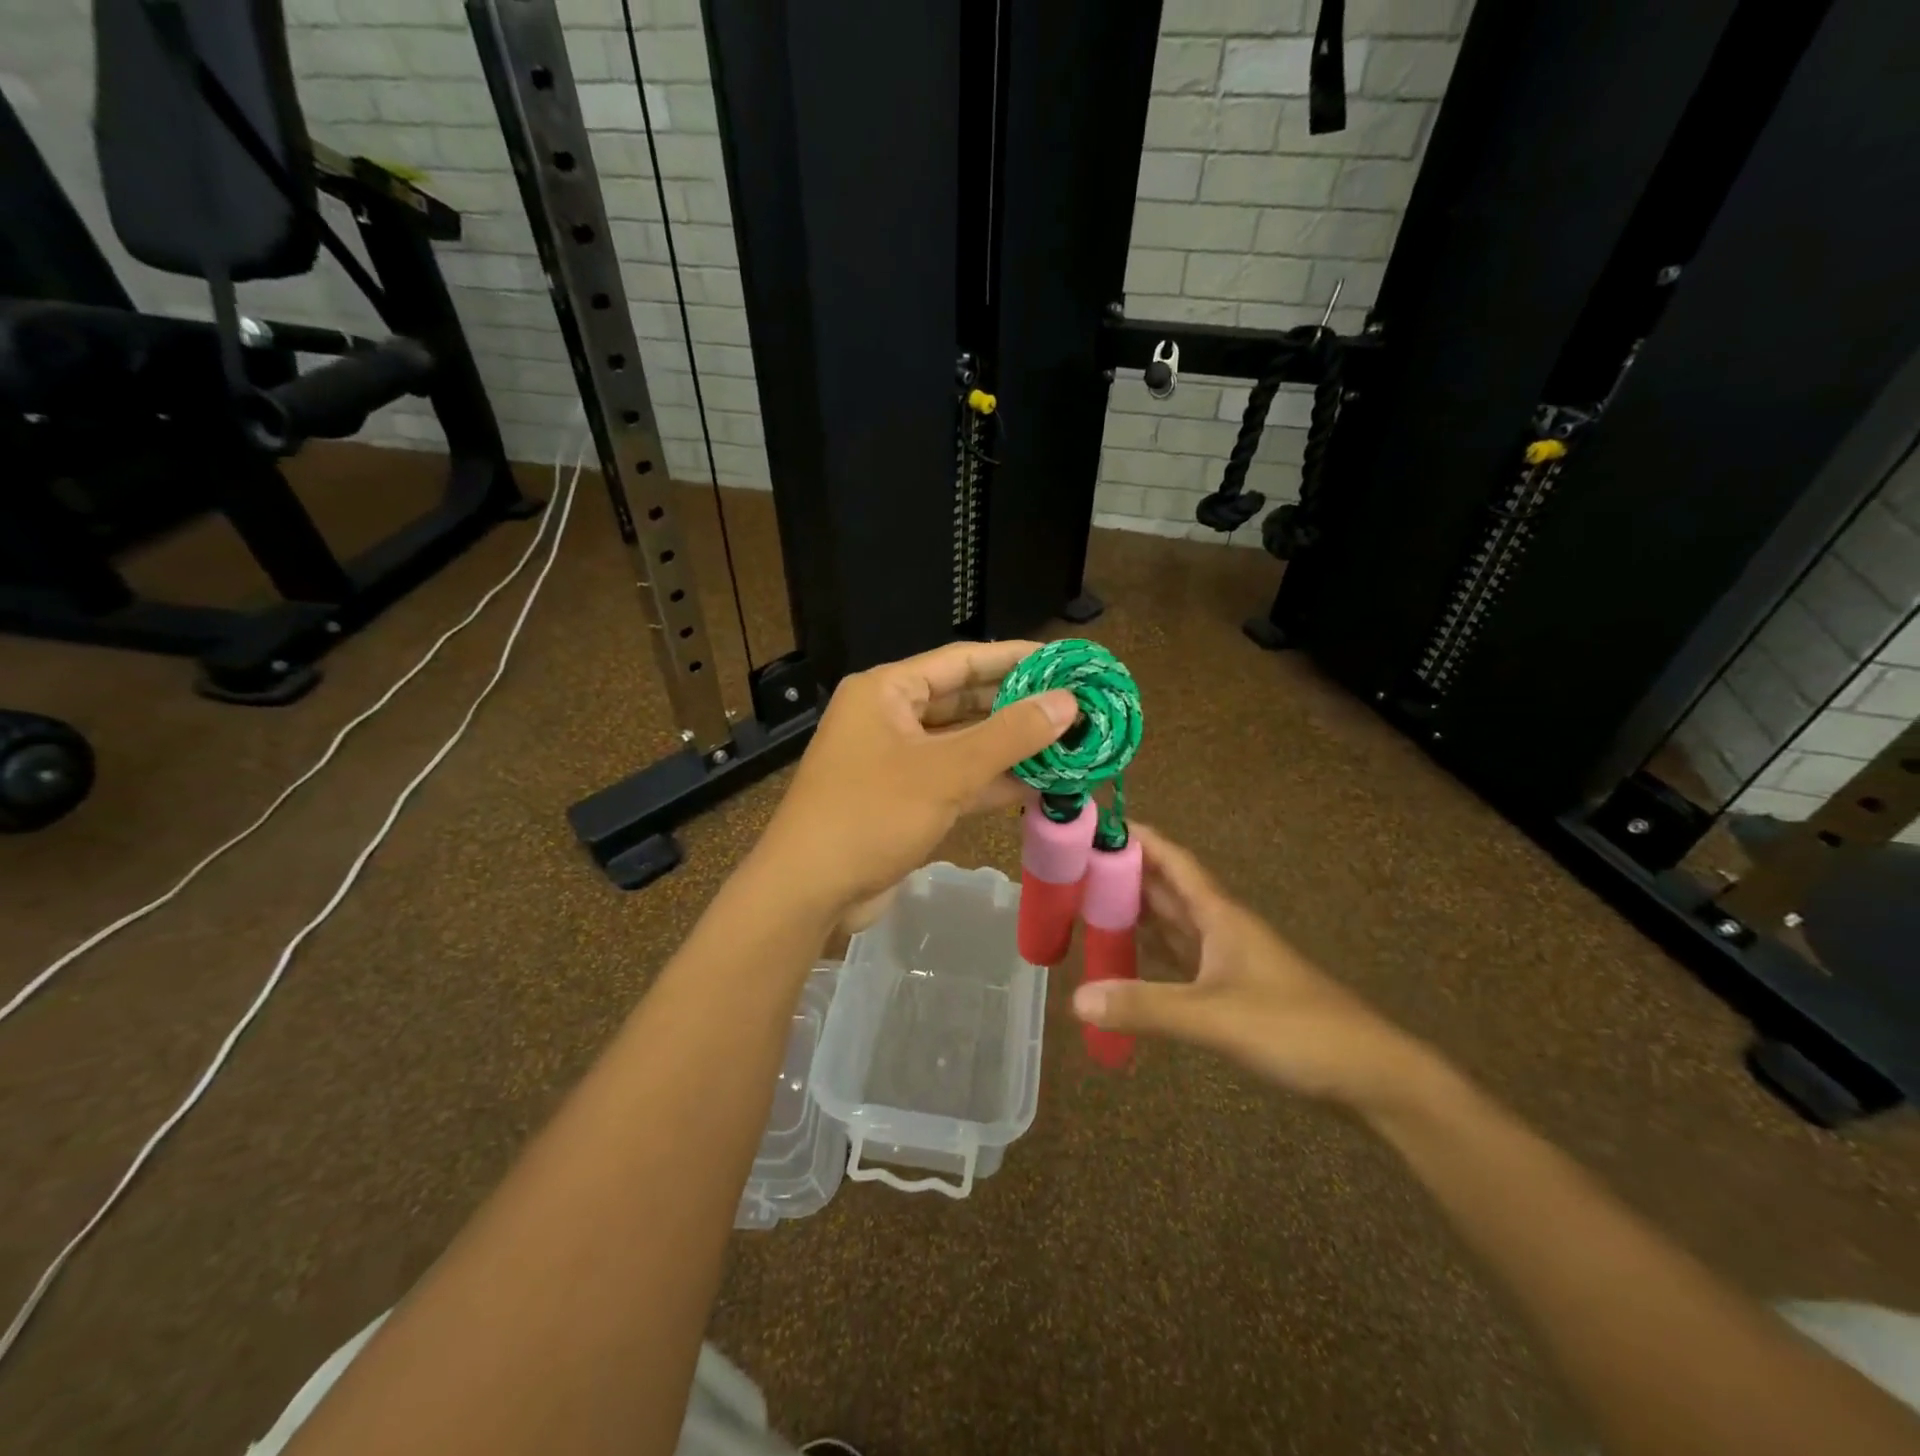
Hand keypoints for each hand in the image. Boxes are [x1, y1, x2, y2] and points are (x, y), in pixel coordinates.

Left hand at [754, 641, 1077, 921]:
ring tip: (1067, 744)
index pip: (962, 660)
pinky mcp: (904, 800)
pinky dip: (991, 782)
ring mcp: (896, 761)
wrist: (809, 892)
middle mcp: (890, 717)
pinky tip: (1038, 786)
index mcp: (888, 691)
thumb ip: (1009, 735)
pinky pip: (955, 779)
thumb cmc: (871, 815)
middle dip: (1018, 706)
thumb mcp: (945, 772)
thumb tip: (1068, 702)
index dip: (1015, 658)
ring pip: (963, 744)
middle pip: (965, 701)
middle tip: (1074, 706)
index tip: (1064, 660)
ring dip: (1010, 748)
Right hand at [1070, 824, 1435, 1111]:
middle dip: (1125, 871)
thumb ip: (1147, 1007)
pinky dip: (1151, 949)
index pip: (1172, 860)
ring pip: (1173, 921)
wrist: (1369, 1075)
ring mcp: (1228, 960)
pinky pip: (1179, 957)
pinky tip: (1128, 954)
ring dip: (1136, 908)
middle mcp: (1221, 927)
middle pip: (1167, 887)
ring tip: (1088, 901)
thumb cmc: (1296, 1029)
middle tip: (1073, 863)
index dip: (1137, 838)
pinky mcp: (1232, 991)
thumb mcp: (1216, 1017)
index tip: (1096, 822)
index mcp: (1220, 915)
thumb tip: (1076, 999)